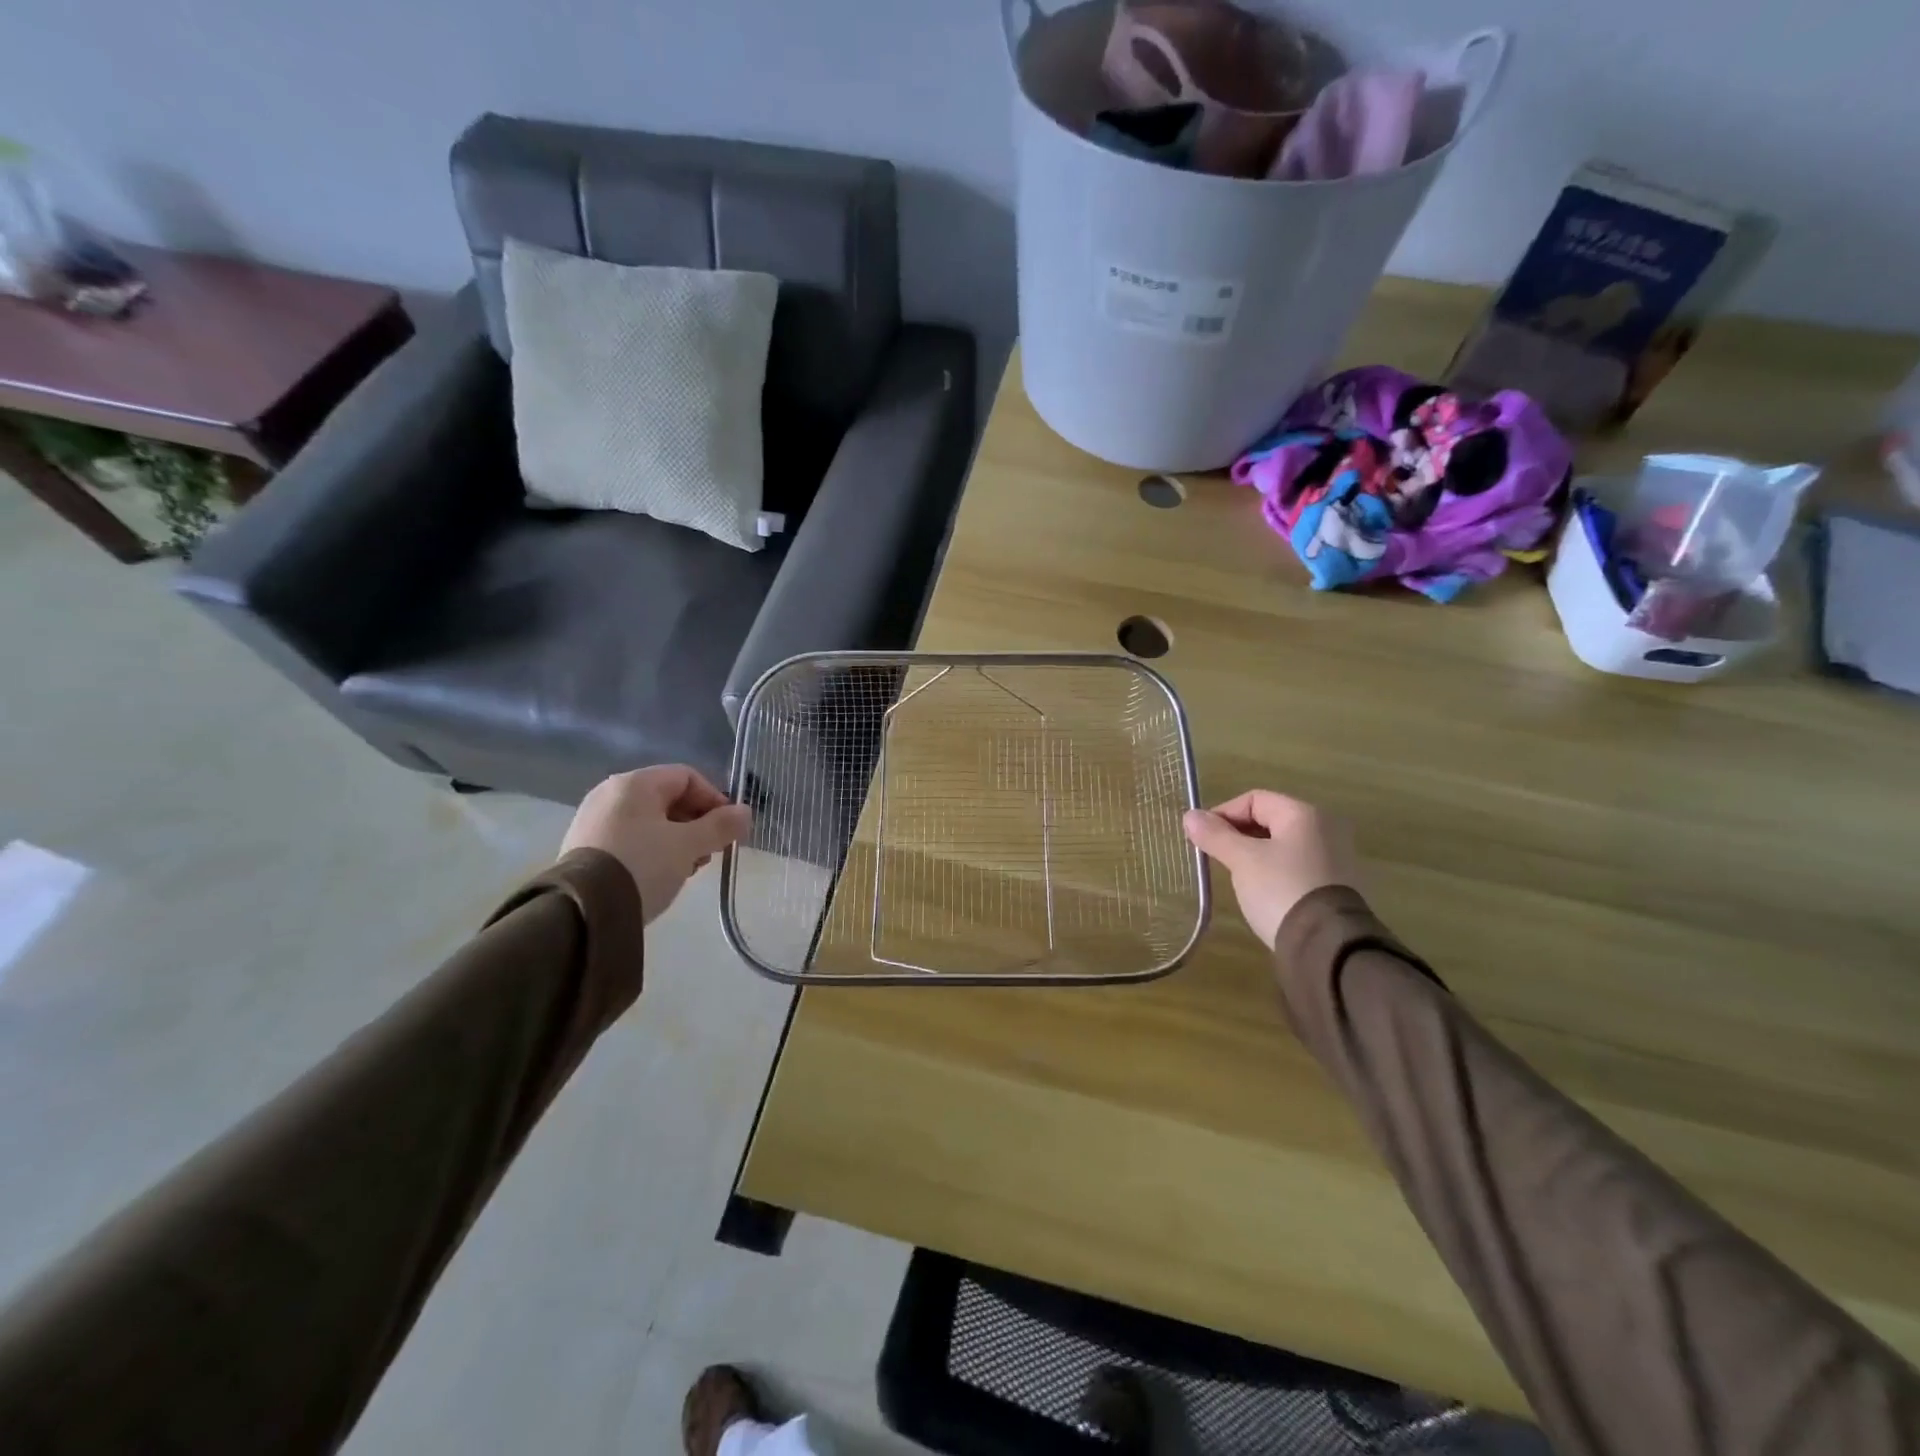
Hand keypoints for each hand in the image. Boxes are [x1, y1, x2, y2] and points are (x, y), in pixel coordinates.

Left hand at [561, 766, 751, 923]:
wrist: (582, 912)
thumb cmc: (642, 866)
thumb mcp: (688, 846)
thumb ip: (720, 827)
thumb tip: (745, 812)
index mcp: (635, 783)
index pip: (687, 776)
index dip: (714, 799)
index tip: (728, 829)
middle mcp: (610, 793)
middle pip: (668, 798)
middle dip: (696, 823)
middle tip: (709, 852)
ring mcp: (593, 820)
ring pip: (649, 821)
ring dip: (676, 840)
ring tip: (686, 869)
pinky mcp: (583, 847)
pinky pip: (629, 839)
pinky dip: (651, 851)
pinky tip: (658, 876)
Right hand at [1183, 790, 1358, 949]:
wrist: (1328, 946)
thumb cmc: (1282, 890)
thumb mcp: (1242, 860)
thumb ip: (1216, 835)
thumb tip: (1190, 816)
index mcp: (1304, 814)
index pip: (1254, 799)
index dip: (1223, 813)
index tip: (1202, 836)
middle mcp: (1325, 828)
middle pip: (1270, 819)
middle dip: (1237, 834)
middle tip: (1214, 855)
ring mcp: (1335, 857)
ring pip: (1282, 844)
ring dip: (1254, 853)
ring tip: (1233, 874)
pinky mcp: (1337, 884)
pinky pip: (1296, 864)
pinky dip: (1274, 869)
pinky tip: (1260, 890)